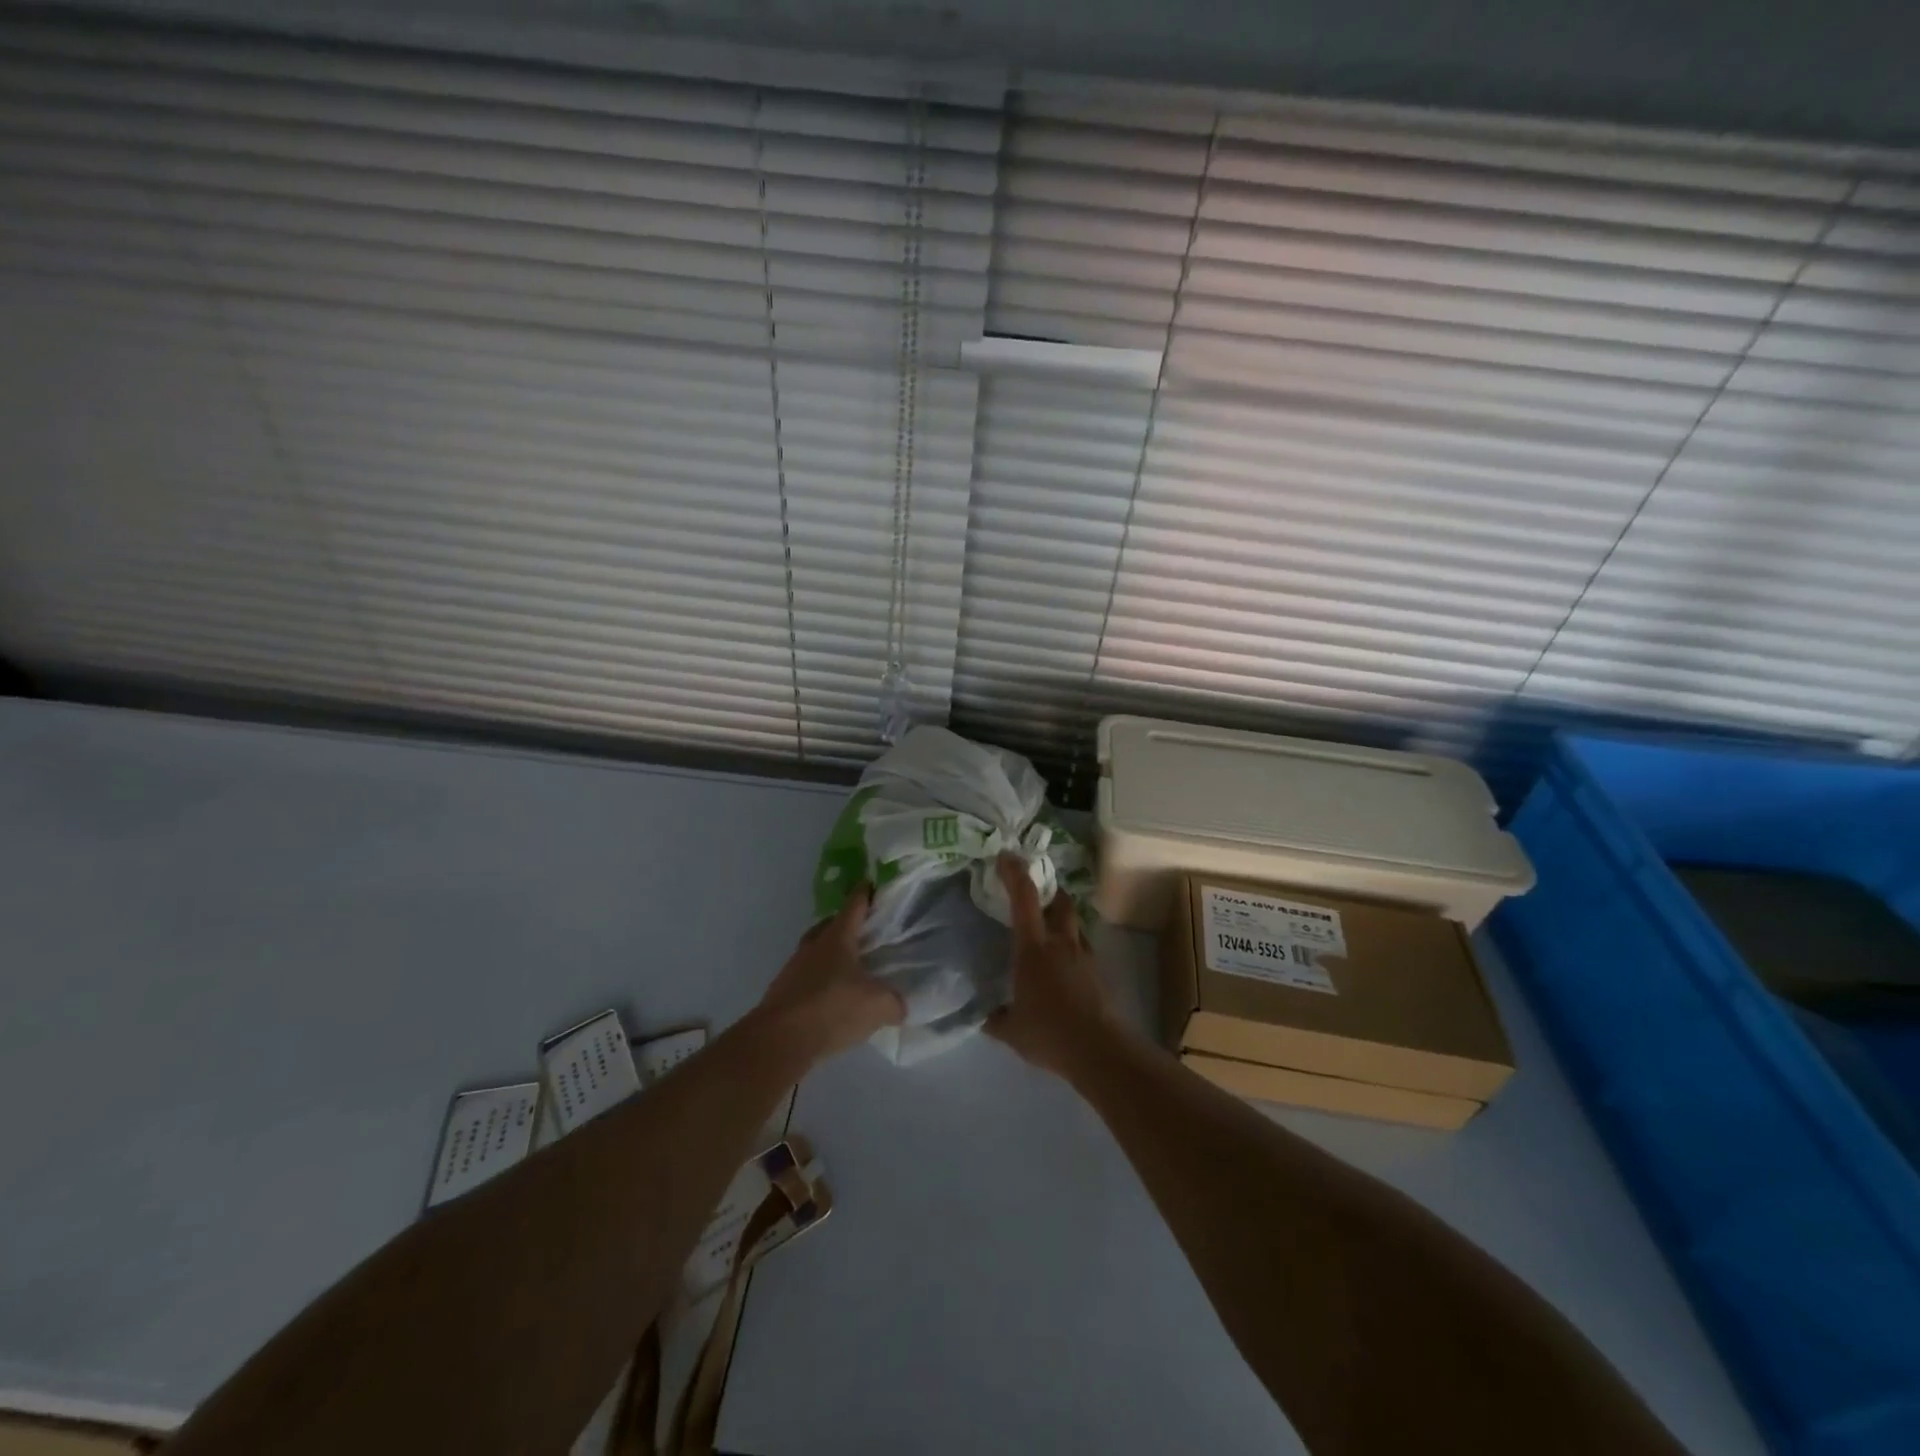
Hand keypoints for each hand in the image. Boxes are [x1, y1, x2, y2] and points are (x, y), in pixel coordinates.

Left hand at [757, 885, 904, 1063]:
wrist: (779, 1040)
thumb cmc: (832, 1008)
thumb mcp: (877, 1006)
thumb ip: (894, 1002)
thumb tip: (899, 1006)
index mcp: (837, 937)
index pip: (854, 906)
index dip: (864, 894)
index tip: (871, 883)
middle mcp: (813, 946)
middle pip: (830, 925)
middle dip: (845, 925)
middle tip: (864, 932)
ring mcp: (794, 968)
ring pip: (816, 952)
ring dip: (830, 956)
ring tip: (850, 969)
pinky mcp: (783, 992)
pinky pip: (807, 978)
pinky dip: (820, 982)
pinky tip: (832, 998)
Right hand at [987, 853, 1116, 1077]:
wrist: (1099, 1050)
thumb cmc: (1049, 1033)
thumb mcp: (1010, 1029)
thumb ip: (994, 1016)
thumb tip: (982, 1013)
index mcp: (1033, 948)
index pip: (1024, 898)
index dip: (1014, 872)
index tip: (1005, 856)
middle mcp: (1061, 943)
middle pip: (1060, 901)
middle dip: (1049, 890)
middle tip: (1035, 892)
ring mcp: (1084, 956)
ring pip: (1074, 923)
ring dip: (1062, 918)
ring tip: (1049, 930)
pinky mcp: (1099, 972)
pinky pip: (1083, 948)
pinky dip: (1072, 946)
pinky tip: (1063, 965)